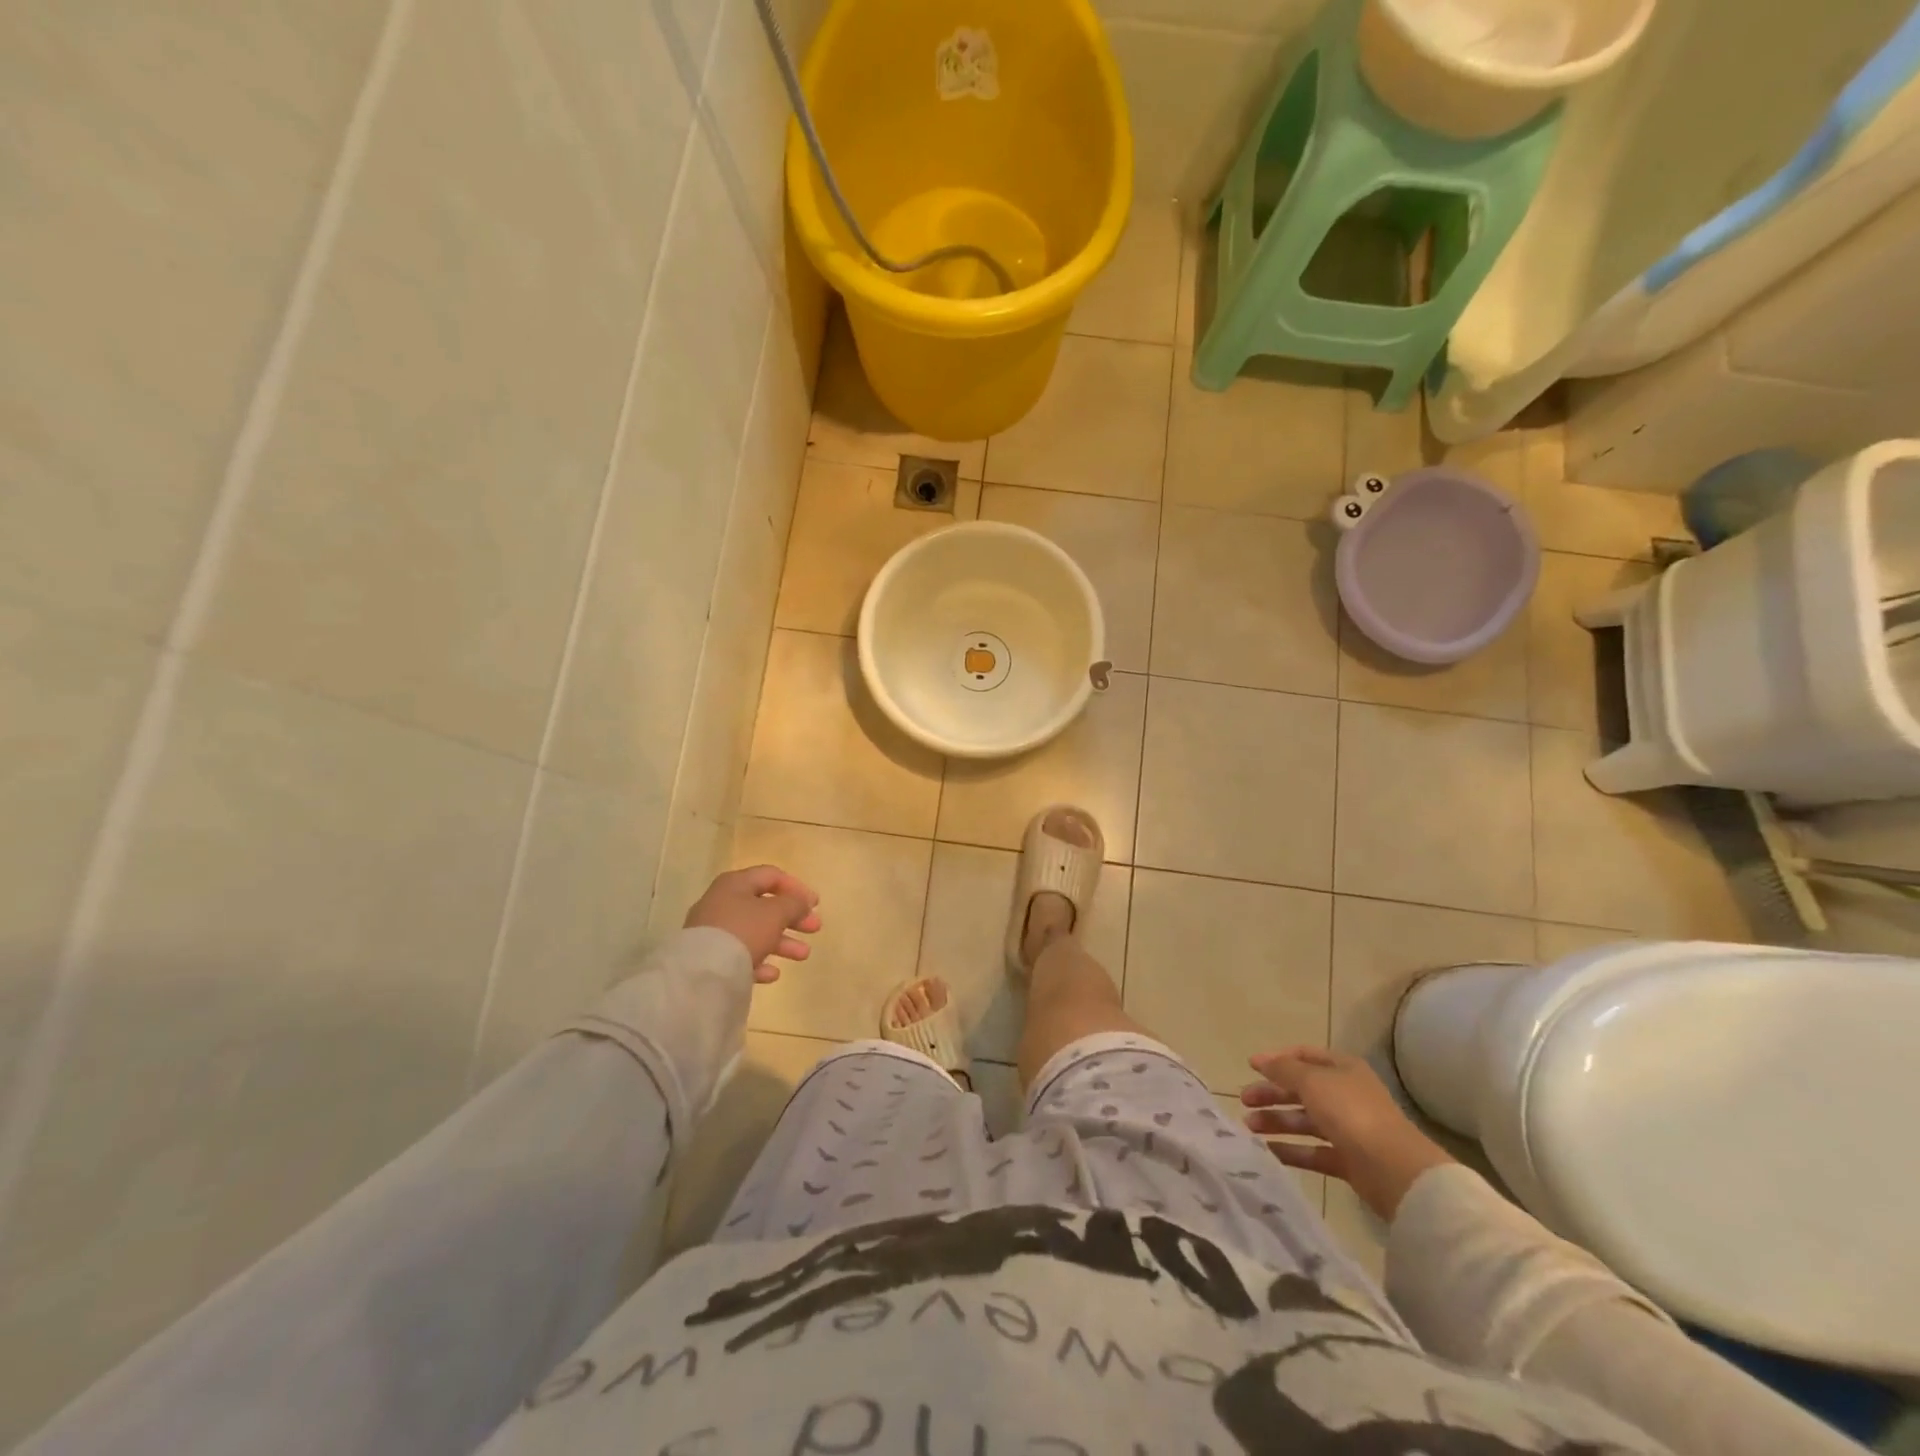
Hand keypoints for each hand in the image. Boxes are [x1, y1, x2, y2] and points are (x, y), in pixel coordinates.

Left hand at [684, 865, 820, 983]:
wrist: (703, 971)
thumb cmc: (744, 930)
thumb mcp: (776, 912)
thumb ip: (794, 904)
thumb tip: (800, 903)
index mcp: (736, 884)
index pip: (771, 876)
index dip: (796, 887)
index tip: (815, 904)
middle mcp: (722, 902)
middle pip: (764, 906)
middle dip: (793, 917)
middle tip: (815, 928)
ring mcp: (714, 931)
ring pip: (755, 932)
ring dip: (782, 942)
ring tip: (804, 955)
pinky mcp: (710, 957)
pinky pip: (740, 955)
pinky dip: (759, 961)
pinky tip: (773, 974)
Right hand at [1241, 1046, 1454, 1220]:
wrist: (1394, 1169)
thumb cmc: (1350, 1112)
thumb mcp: (1311, 1080)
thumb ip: (1283, 1069)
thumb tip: (1260, 1060)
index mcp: (1342, 1069)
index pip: (1304, 1056)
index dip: (1277, 1060)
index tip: (1251, 1067)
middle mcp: (1346, 1095)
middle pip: (1301, 1090)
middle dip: (1272, 1093)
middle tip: (1244, 1101)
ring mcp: (1348, 1129)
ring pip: (1305, 1121)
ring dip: (1277, 1121)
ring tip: (1249, 1127)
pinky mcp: (1349, 1161)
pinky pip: (1314, 1152)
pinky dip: (1292, 1151)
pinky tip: (1268, 1151)